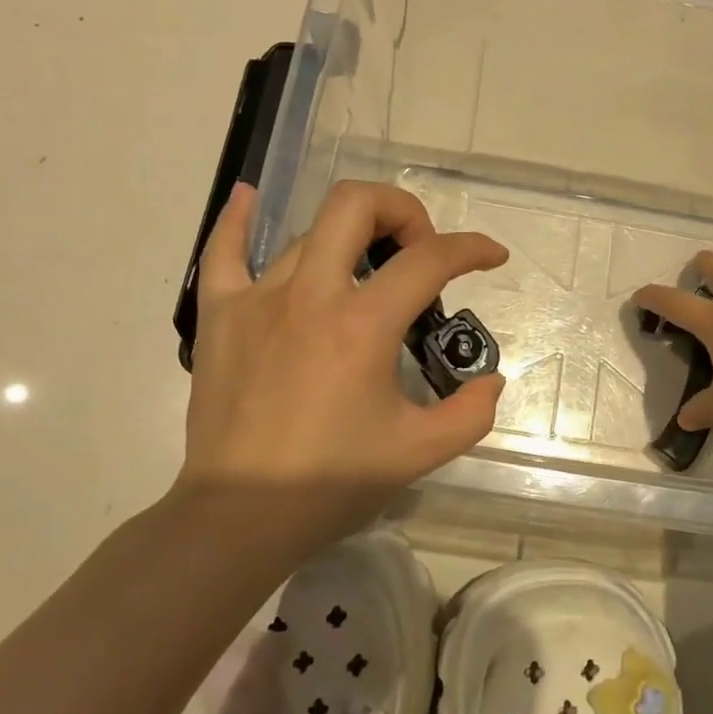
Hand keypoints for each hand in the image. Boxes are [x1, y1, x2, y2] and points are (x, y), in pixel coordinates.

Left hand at [178, 179, 508, 542]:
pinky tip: (250, 197)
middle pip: (356, 206)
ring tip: (365, 270)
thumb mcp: (420, 452)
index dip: (471, 248)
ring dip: (350, 237)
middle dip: (402, 211)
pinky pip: (223, 251)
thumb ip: (471, 412)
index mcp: (362, 325)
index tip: (492, 257)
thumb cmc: (332, 483)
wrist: (241, 516)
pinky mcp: (220, 315)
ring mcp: (258, 299)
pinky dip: (238, 219)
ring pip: (308, 233)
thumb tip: (490, 380)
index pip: (429, 260)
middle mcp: (309, 295)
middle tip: (418, 251)